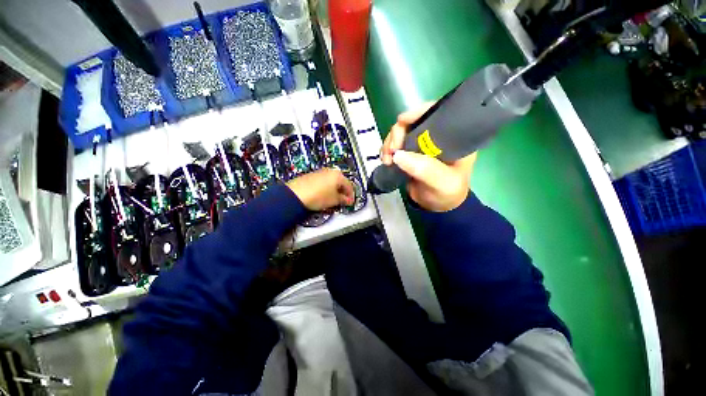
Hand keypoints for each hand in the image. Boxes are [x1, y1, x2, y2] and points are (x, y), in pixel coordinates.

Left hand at [286, 168, 354, 210]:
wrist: (296, 194)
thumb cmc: (315, 196)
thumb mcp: (334, 200)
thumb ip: (343, 200)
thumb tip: (347, 200)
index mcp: (337, 175)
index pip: (349, 185)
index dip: (351, 195)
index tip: (350, 201)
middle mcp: (329, 171)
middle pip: (340, 182)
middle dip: (342, 192)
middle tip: (343, 201)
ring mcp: (320, 172)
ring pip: (332, 181)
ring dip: (334, 190)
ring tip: (332, 199)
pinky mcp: (312, 176)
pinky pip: (323, 181)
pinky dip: (326, 188)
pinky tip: (323, 196)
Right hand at [381, 102, 476, 211]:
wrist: (436, 206)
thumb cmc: (447, 193)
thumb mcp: (442, 183)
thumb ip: (425, 169)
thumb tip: (399, 155)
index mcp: (453, 138)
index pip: (438, 113)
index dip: (419, 111)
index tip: (402, 121)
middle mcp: (436, 137)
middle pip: (413, 122)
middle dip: (398, 132)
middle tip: (392, 150)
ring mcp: (420, 145)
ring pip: (400, 133)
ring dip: (389, 143)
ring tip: (387, 159)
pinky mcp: (409, 154)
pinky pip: (394, 145)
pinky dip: (387, 150)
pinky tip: (386, 161)